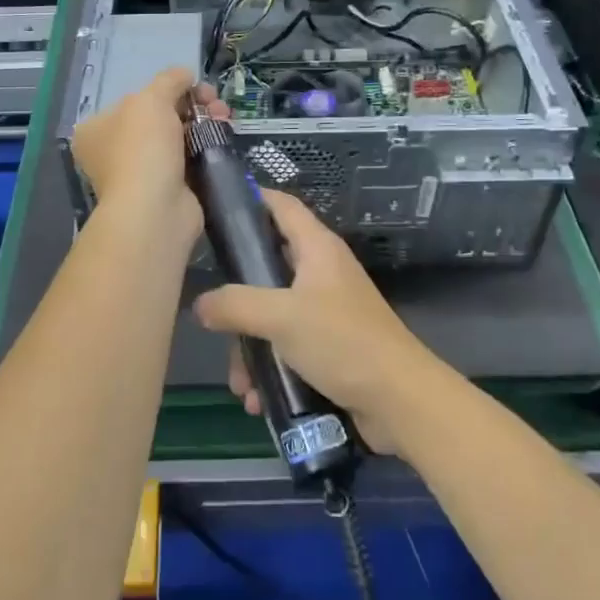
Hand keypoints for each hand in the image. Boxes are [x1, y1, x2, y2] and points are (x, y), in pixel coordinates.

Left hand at [70, 68, 226, 248]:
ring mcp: (140, 173)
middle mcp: (113, 151)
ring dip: (203, 123)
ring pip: (178, 138)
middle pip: (159, 117)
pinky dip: (206, 148)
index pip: (134, 99)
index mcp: (97, 129)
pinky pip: (189, 160)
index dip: (166, 89)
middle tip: (214, 101)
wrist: (155, 209)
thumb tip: (185, 74)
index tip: (192, 85)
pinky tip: (223, 136)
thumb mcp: (152, 99)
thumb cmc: (143, 147)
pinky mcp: (167, 190)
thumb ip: (169, 80)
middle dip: (191, 104)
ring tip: (224, 116)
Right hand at [193, 191, 440, 454]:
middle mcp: (322, 273)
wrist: (400, 400)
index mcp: (317, 249)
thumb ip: (235, 305)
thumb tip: (200, 304)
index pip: (281, 205)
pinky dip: (270, 369)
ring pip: (273, 316)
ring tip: (242, 385)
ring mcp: (327, 310)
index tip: (214, 208)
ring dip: (251, 348)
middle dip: (238, 300)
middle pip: (267, 268)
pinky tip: (258, 398)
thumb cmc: (342, 342)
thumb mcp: (281, 317)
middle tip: (215, 319)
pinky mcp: (330, 346)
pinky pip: (287, 348)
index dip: (250, 199)